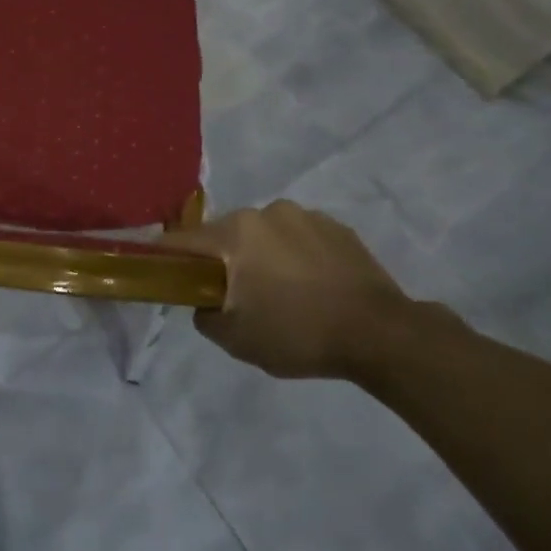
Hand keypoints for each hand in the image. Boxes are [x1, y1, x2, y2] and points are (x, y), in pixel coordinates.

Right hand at [165, 201, 415, 379]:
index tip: (168, 277)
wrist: (382, 335)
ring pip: (264, 234)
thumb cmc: (298, 333)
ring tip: (282, 293)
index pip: (183, 240)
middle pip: (225, 235)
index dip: (169, 258)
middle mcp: (266, 212)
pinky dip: (295, 256)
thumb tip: (203, 300)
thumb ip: (204, 315)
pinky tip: (311, 287)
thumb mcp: (236, 339)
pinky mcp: (338, 227)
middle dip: (223, 260)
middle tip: (235, 297)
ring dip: (262, 256)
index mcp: (235, 232)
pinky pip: (298, 238)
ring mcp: (305, 215)